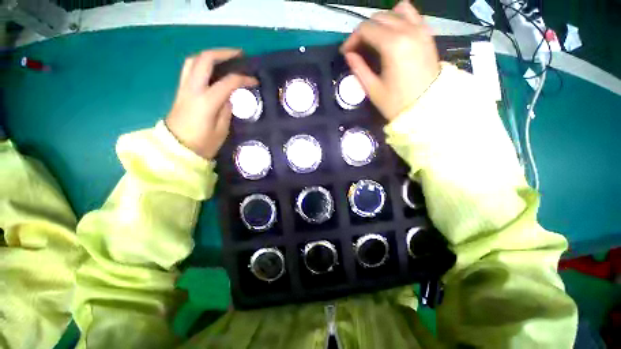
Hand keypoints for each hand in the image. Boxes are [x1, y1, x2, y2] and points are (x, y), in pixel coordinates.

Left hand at [166, 49, 256, 159]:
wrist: (176, 149)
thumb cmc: (202, 144)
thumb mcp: (221, 130)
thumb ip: (227, 110)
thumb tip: (229, 97)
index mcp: (206, 101)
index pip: (227, 82)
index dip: (243, 78)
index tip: (254, 80)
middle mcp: (193, 89)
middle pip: (205, 60)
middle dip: (224, 53)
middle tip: (239, 56)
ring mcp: (184, 87)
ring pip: (194, 60)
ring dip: (210, 55)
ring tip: (225, 59)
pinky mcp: (181, 90)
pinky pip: (190, 69)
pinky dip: (202, 63)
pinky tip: (212, 70)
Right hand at [341, 0, 439, 120]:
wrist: (426, 108)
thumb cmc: (397, 103)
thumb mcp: (373, 90)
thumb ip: (359, 69)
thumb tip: (349, 55)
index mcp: (393, 45)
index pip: (366, 29)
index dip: (352, 39)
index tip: (345, 52)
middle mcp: (408, 30)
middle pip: (378, 18)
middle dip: (363, 32)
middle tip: (357, 49)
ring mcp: (420, 30)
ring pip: (395, 11)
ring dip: (380, 22)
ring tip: (374, 40)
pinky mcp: (427, 34)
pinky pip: (411, 15)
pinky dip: (399, 19)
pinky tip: (393, 34)